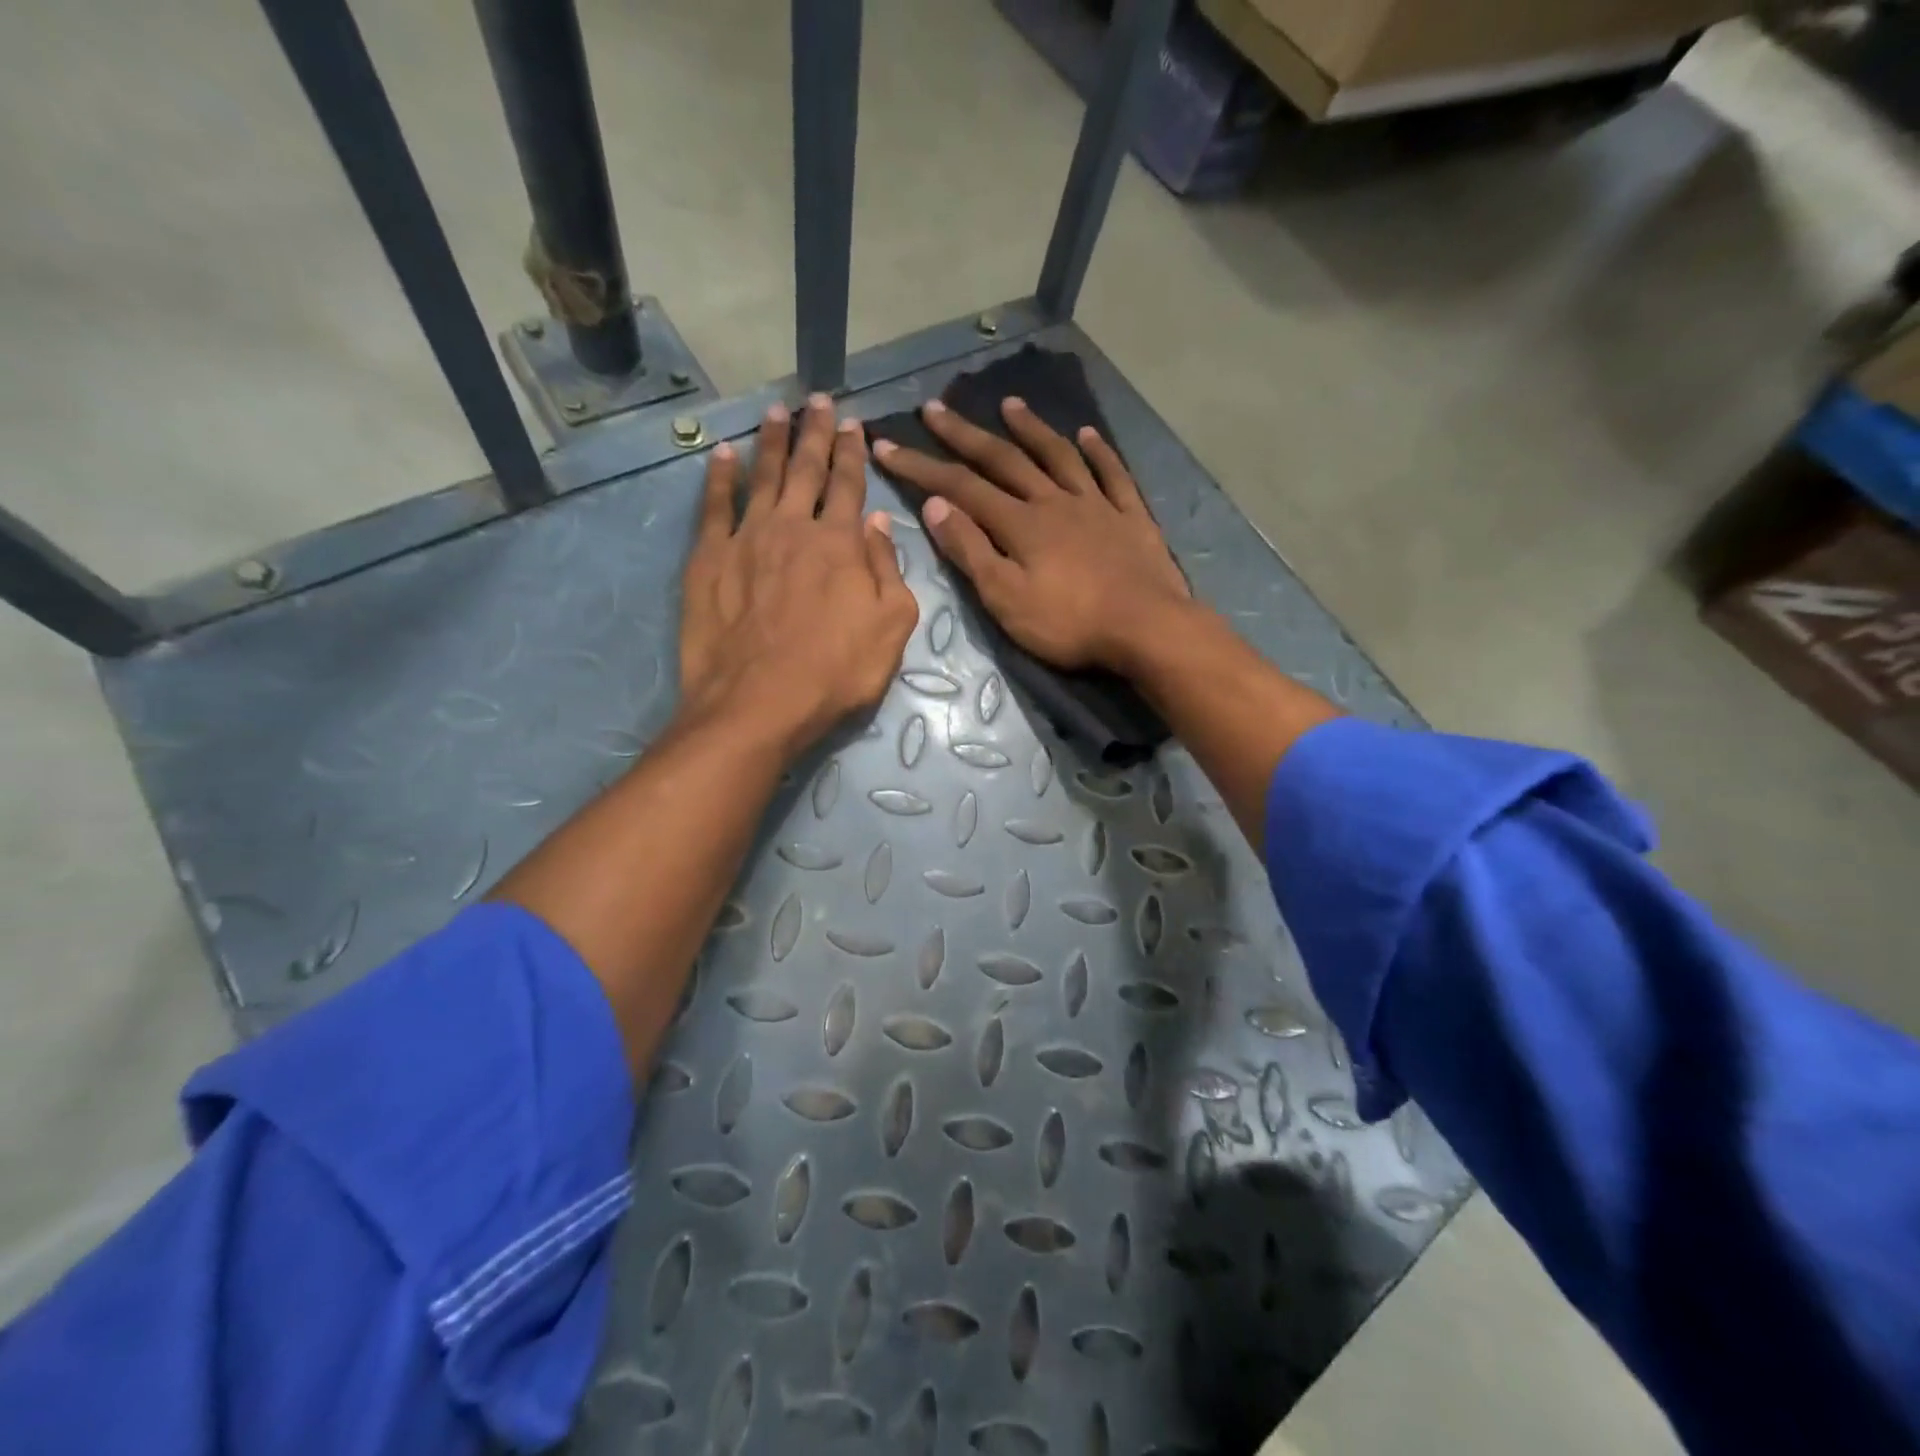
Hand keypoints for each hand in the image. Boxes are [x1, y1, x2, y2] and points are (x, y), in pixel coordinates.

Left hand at [678, 396, 918, 755]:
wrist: (758, 703)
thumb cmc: (835, 672)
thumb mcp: (891, 628)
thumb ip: (888, 569)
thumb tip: (877, 520)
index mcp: (841, 543)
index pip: (850, 485)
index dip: (854, 453)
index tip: (854, 423)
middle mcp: (793, 527)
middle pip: (806, 469)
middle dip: (815, 432)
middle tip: (818, 399)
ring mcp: (746, 539)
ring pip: (762, 476)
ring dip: (771, 442)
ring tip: (776, 411)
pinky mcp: (708, 560)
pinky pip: (714, 506)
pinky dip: (719, 477)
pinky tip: (722, 454)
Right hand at [871, 397, 1189, 672]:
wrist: (1146, 628)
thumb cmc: (1069, 623)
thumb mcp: (1006, 598)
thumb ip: (971, 551)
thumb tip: (936, 506)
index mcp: (1020, 523)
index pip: (960, 487)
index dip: (921, 467)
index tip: (887, 445)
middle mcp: (1054, 502)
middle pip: (1004, 460)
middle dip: (965, 435)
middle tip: (935, 408)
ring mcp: (1096, 505)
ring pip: (1058, 457)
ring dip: (1031, 429)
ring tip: (1010, 405)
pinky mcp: (1130, 517)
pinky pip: (1112, 474)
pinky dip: (1099, 452)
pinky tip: (1088, 434)